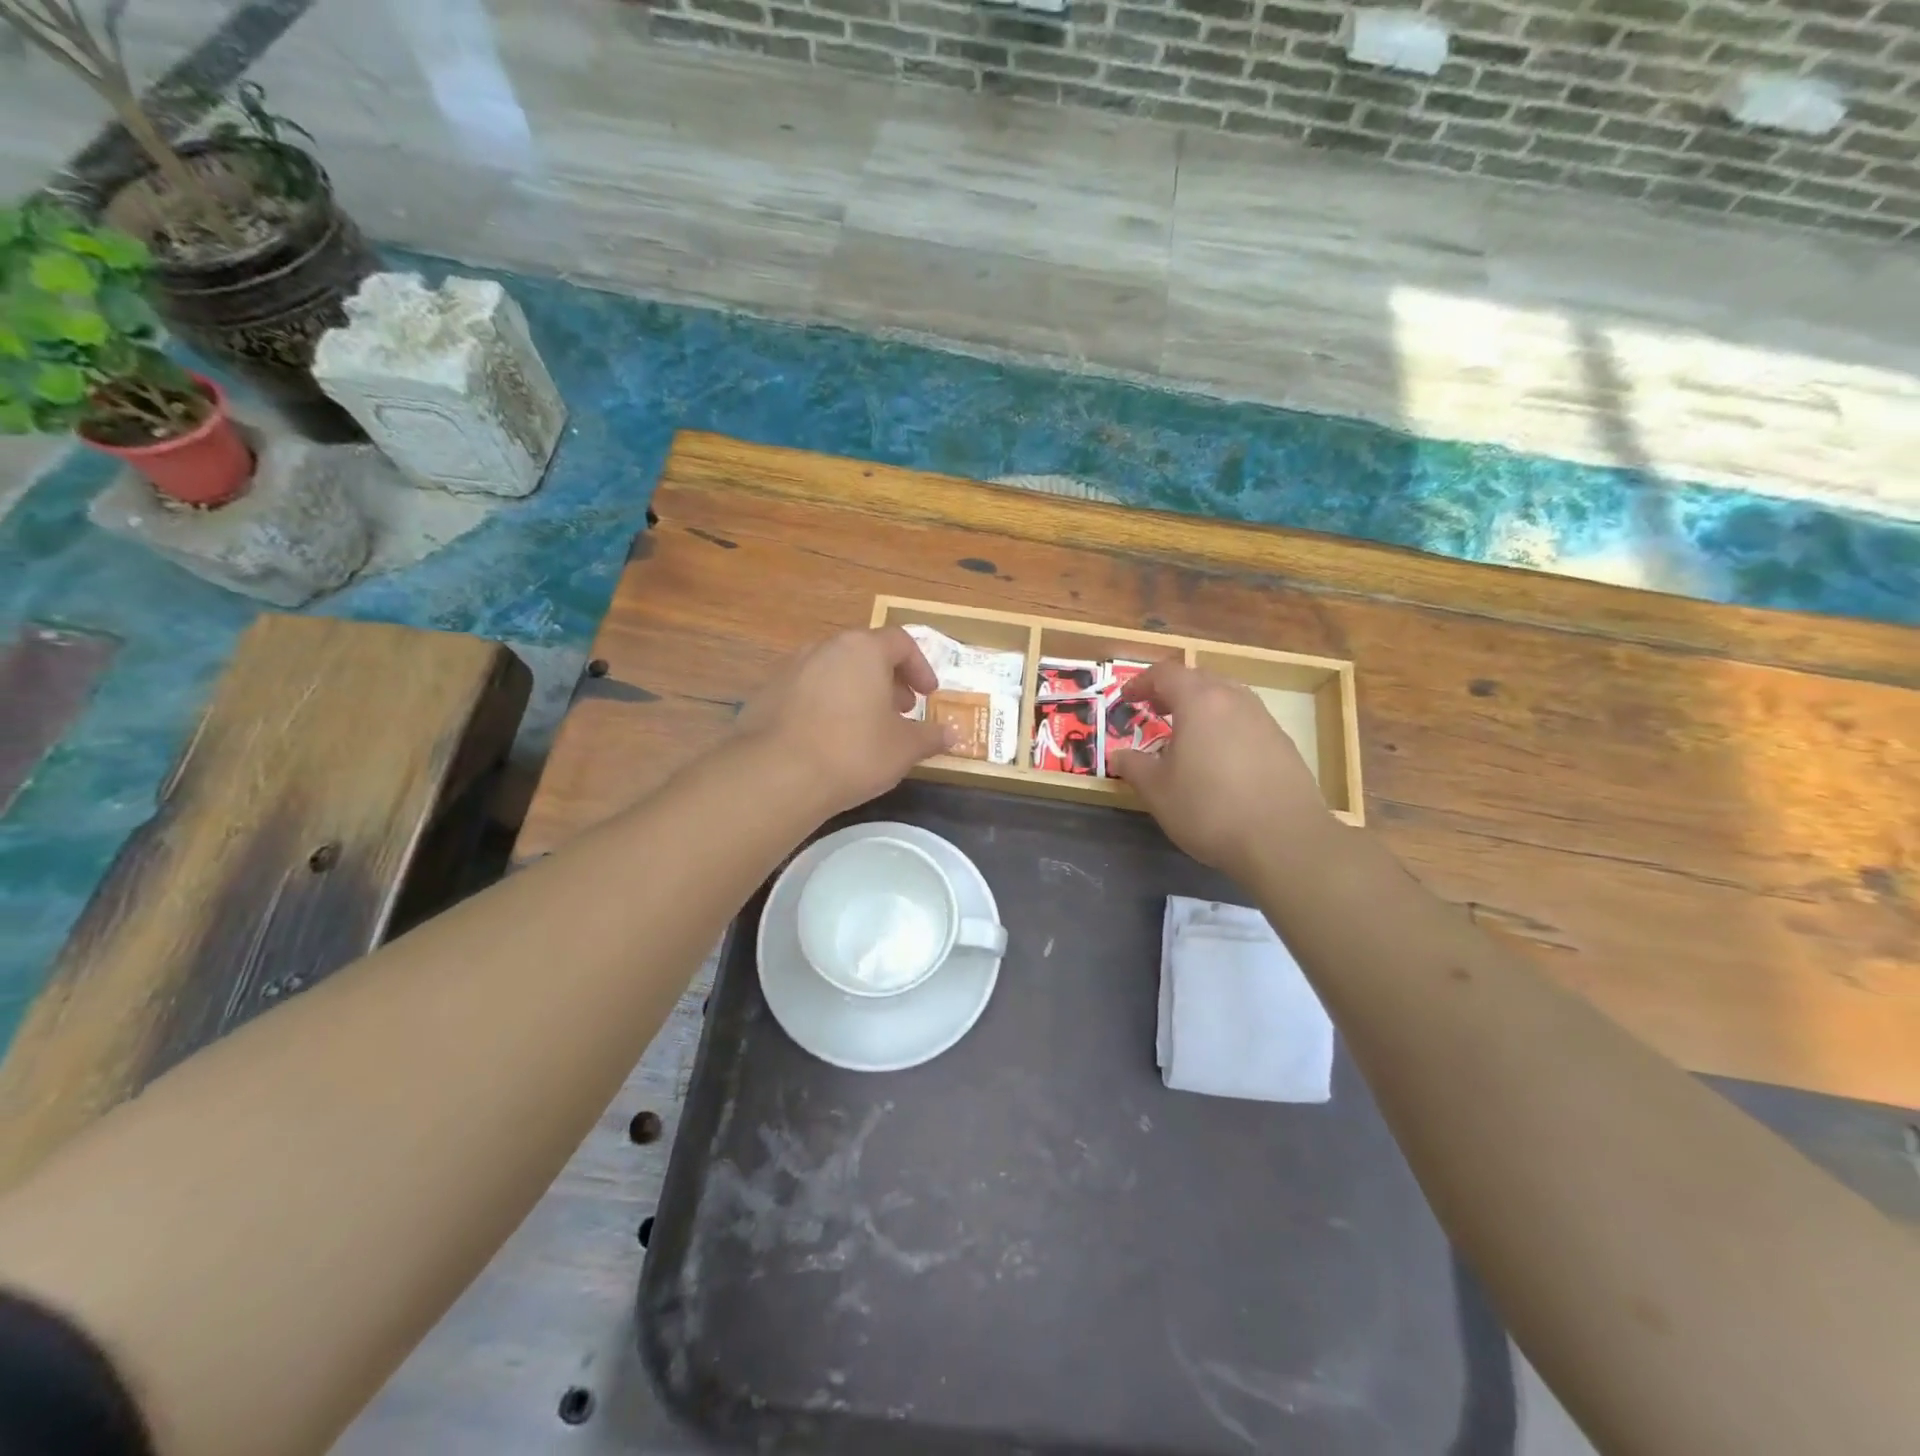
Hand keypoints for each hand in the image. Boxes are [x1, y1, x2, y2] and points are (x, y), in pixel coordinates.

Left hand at [736, 627, 952, 815]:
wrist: (776, 774)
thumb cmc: (854, 752)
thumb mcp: (904, 748)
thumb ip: (930, 736)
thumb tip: (953, 734)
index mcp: (863, 650)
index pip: (900, 641)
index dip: (920, 667)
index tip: (927, 695)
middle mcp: (825, 648)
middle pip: (865, 654)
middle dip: (888, 680)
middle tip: (900, 711)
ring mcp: (791, 668)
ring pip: (834, 671)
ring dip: (856, 692)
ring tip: (865, 727)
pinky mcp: (767, 694)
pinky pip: (807, 691)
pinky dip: (826, 706)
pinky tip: (829, 740)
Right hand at [1109, 661, 1332, 878]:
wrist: (1284, 840)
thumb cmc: (1209, 809)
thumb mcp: (1157, 791)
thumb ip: (1133, 766)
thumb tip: (1118, 756)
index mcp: (1199, 701)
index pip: (1166, 674)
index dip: (1141, 682)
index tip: (1127, 699)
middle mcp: (1234, 700)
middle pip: (1199, 679)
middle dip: (1173, 690)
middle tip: (1154, 711)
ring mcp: (1264, 720)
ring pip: (1227, 698)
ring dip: (1202, 707)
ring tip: (1186, 734)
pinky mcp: (1283, 743)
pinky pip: (1246, 721)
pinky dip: (1225, 727)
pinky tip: (1218, 759)